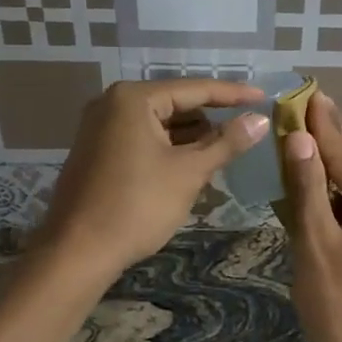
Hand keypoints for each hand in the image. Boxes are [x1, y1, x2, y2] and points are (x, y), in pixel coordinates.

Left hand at [38, 78, 266, 275]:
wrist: (77, 252)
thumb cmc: (137, 206)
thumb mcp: (189, 172)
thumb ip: (227, 142)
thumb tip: (260, 120)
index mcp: (134, 98)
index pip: (195, 89)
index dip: (233, 94)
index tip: (264, 97)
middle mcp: (112, 103)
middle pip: (175, 104)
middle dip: (210, 120)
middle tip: (246, 131)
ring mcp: (100, 127)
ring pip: (159, 124)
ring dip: (191, 138)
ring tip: (224, 153)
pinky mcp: (96, 151)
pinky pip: (142, 139)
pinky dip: (168, 149)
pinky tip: (192, 166)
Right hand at [283, 94, 341, 341]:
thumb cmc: (340, 309)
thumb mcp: (317, 243)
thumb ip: (308, 187)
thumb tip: (301, 138)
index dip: (321, 125)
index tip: (306, 91)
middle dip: (324, 139)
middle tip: (301, 102)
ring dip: (322, 169)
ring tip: (296, 132)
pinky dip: (328, 199)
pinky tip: (306, 179)